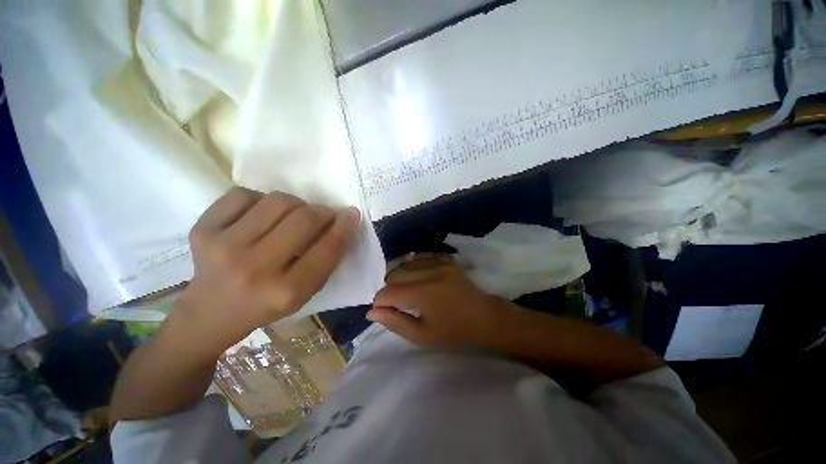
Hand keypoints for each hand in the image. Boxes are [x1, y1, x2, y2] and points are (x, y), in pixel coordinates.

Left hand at [174, 187, 360, 353]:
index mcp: (286, 291)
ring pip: (277, 201)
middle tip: (323, 215)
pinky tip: (260, 215)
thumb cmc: (267, 305)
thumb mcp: (305, 292)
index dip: (344, 226)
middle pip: (303, 219)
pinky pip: (242, 195)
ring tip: (292, 215)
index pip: (327, 248)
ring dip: (295, 204)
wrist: (210, 314)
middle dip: (322, 212)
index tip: (351, 213)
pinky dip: (259, 200)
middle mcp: (255, 269)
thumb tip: (342, 220)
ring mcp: (223, 247)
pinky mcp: (201, 231)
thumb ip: (326, 259)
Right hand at [367, 256, 510, 348]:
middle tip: (395, 302)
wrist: (485, 317)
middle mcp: (430, 272)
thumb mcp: (423, 335)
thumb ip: (395, 322)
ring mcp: (439, 262)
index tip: (382, 310)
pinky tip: (416, 279)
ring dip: (399, 277)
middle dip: (388, 288)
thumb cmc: (454, 332)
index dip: (379, 302)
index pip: (387, 292)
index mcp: (424, 294)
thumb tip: (372, 312)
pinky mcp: (445, 259)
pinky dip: (412, 268)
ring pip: (405, 263)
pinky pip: (419, 258)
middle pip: (394, 273)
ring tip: (405, 290)